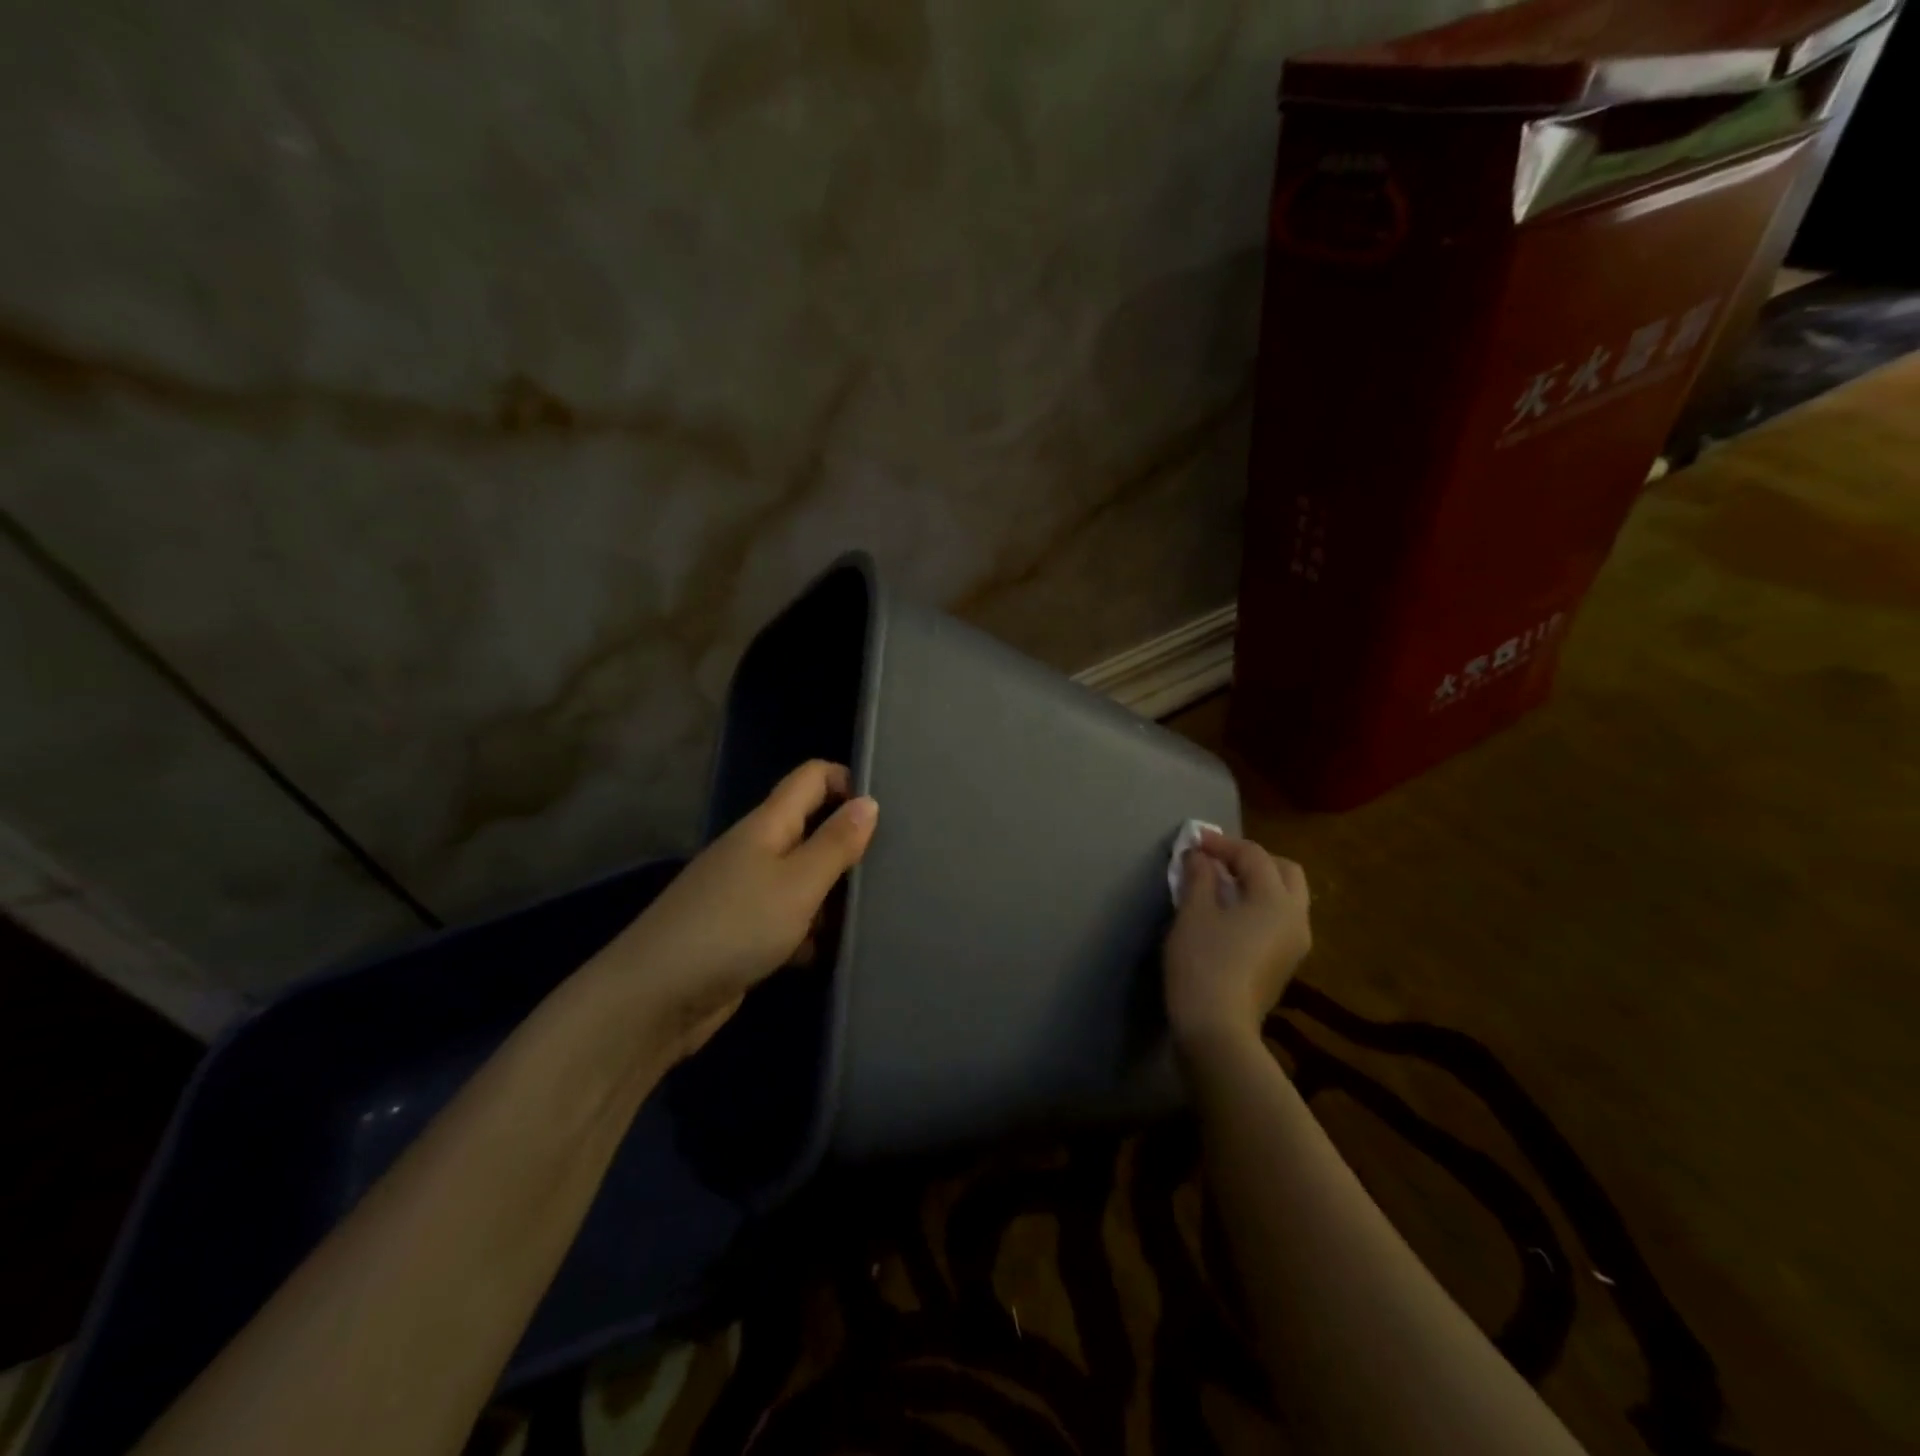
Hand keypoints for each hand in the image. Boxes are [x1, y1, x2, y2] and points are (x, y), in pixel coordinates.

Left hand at [598, 760, 877, 1062]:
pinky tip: (830, 953)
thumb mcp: (797, 883)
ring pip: (802, 879)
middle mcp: (756, 850)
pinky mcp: (742, 933)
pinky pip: (788, 919)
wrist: (654, 998)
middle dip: (848, 846)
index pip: (812, 777)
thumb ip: (835, 843)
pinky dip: (808, 932)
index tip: (884, 816)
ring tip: (873, 915)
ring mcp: (746, 893)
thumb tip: (869, 801)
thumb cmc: (734, 928)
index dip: (847, 782)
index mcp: (767, 825)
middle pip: (811, 829)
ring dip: (832, 895)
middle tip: (890, 871)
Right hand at [1164, 830, 1310, 1052]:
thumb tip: (1200, 857)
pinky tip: (1229, 913)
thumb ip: (1199, 877)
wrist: (1217, 1028)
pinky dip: (1259, 905)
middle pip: (1284, 871)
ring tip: (1220, 885)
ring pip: (1286, 897)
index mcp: (1277, 900)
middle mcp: (1297, 918)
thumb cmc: (1203, 962)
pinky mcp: (1285, 963)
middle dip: (1252, 859)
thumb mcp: (1194, 913)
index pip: (1254, 856)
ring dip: (1258, 883)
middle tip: (1217, 861)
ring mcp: (1296, 944)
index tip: (1193, 842)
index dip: (1221, 844)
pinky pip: (1278, 919)